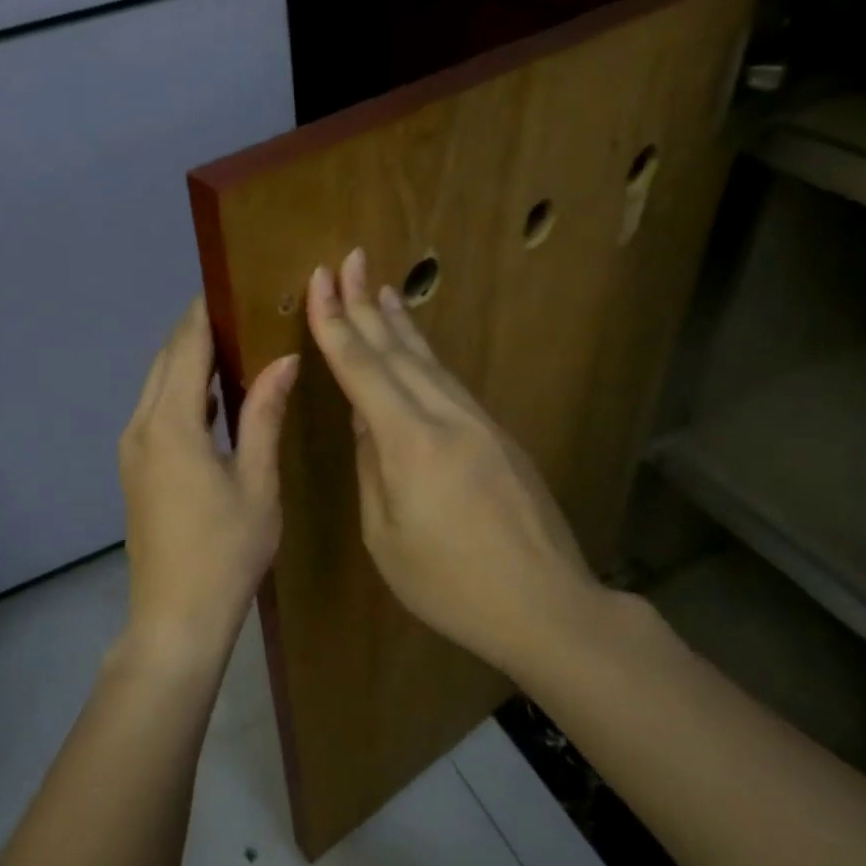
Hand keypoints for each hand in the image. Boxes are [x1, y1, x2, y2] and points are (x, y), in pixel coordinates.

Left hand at [118, 296, 297, 665]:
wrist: (176, 616)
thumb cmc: (226, 551)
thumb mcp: (256, 481)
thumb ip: (264, 414)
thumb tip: (282, 360)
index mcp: (171, 425)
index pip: (185, 348)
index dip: (204, 314)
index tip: (229, 286)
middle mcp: (141, 427)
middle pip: (165, 362)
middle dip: (195, 332)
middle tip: (238, 311)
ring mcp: (132, 450)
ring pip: (156, 387)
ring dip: (186, 362)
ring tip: (230, 346)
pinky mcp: (134, 470)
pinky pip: (154, 413)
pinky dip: (180, 394)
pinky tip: (211, 399)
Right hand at [305, 250, 612, 676]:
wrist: (545, 605)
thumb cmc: (450, 585)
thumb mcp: (386, 537)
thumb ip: (372, 470)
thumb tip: (365, 421)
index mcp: (410, 443)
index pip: (363, 367)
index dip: (335, 322)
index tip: (320, 280)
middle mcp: (446, 418)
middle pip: (398, 351)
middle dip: (365, 304)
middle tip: (348, 260)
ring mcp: (479, 423)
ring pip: (430, 362)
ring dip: (399, 324)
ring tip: (378, 291)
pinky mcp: (499, 436)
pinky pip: (450, 383)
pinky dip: (425, 357)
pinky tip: (415, 350)